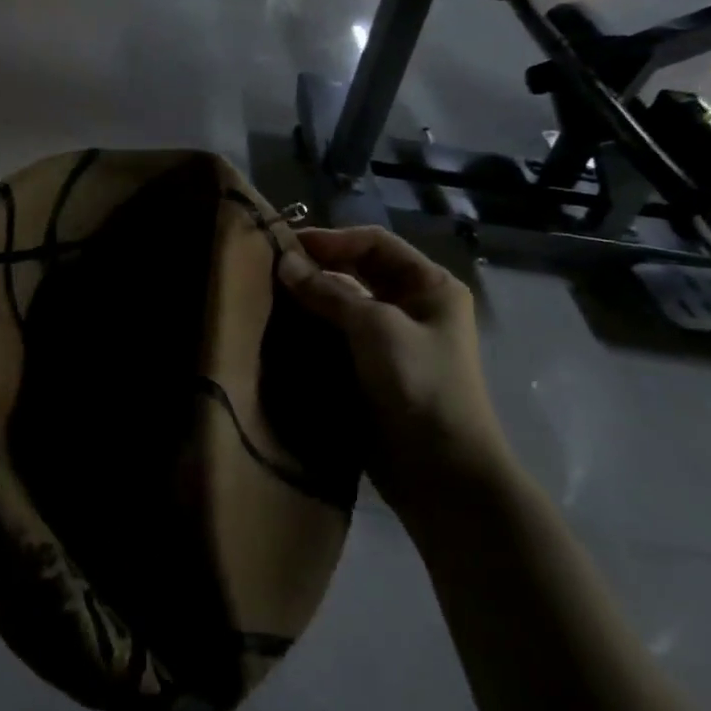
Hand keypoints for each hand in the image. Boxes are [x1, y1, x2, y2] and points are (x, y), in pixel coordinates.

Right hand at [280, 227, 508, 508]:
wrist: (441, 472)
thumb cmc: (419, 384)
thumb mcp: (375, 327)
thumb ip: (329, 291)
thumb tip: (284, 261)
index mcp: (429, 286)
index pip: (374, 244)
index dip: (331, 239)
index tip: (285, 245)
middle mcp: (413, 307)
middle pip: (358, 272)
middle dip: (317, 268)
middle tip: (270, 269)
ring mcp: (392, 342)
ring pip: (344, 306)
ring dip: (310, 300)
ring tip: (269, 297)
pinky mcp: (372, 372)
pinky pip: (337, 338)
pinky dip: (312, 331)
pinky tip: (282, 330)